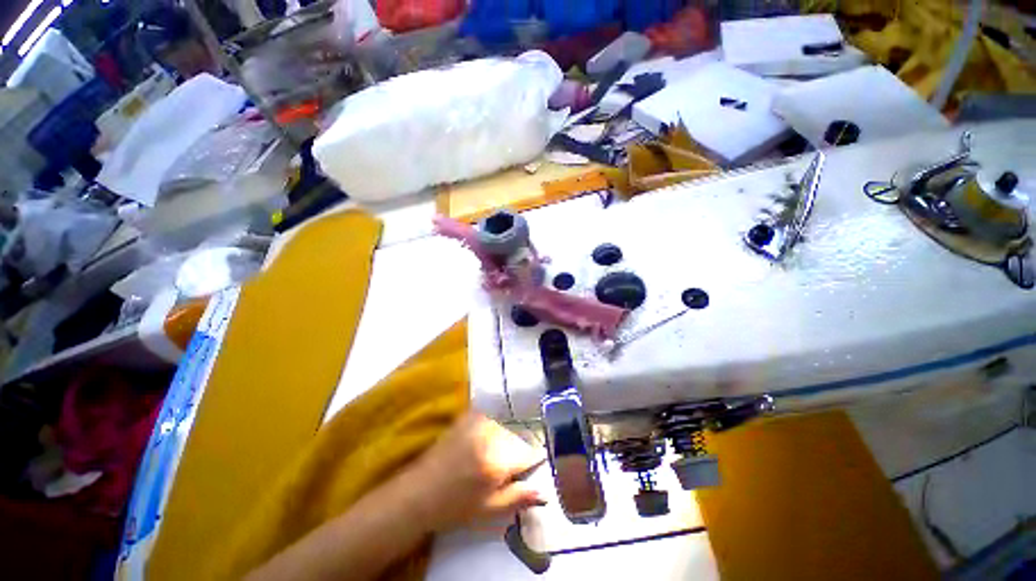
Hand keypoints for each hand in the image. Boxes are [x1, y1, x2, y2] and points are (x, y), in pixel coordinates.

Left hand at [408, 413, 546, 532]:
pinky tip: (480, 445)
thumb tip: (545, 491)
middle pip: (516, 440)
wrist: (420, 492)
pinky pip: (490, 420)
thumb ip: (518, 498)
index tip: (532, 466)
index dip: (532, 461)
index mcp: (497, 462)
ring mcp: (478, 423)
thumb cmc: (455, 507)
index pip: (528, 454)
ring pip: (504, 429)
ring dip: (503, 442)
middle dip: (516, 453)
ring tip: (487, 459)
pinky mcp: (468, 417)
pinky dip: (491, 431)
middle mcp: (490, 436)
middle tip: (502, 470)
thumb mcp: (489, 510)